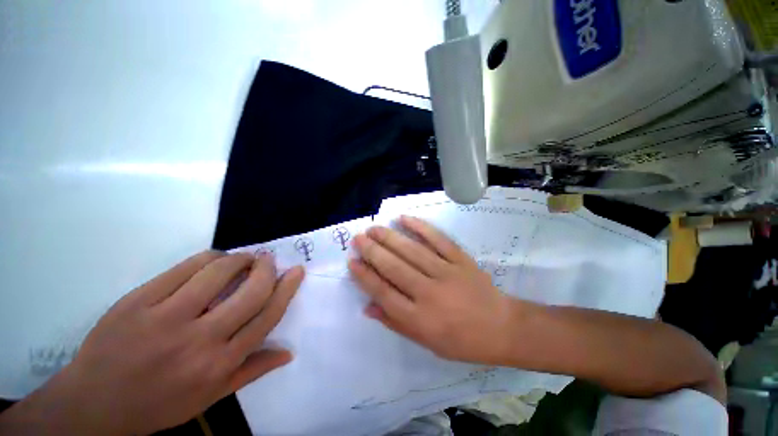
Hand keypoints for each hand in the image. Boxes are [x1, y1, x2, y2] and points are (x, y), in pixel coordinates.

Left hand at [0, 251, 303, 435]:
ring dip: (240, 258)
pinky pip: (185, 267)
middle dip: (267, 269)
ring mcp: (166, 317)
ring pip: (219, 273)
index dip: (286, 288)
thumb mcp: (209, 398)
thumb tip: (288, 352)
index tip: (296, 271)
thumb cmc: (157, 405)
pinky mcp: (140, 301)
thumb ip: (251, 371)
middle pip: (250, 292)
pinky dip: (209, 257)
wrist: (94, 404)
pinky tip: (215, 259)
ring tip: (245, 257)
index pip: (267, 316)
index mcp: (219, 364)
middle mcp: (200, 340)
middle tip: (269, 259)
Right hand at [349, 216, 514, 364]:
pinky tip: (404, 219)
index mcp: (420, 319)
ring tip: (374, 228)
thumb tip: (367, 306)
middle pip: (394, 268)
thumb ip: (395, 322)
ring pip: (412, 251)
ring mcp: (447, 273)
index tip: (352, 262)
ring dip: (390, 237)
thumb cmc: (461, 341)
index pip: (384, 293)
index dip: (365, 276)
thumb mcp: (426, 342)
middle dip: (373, 251)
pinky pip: (438, 239)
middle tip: (359, 238)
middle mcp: (430, 293)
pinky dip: (420, 227)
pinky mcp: (460, 259)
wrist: (501, 328)